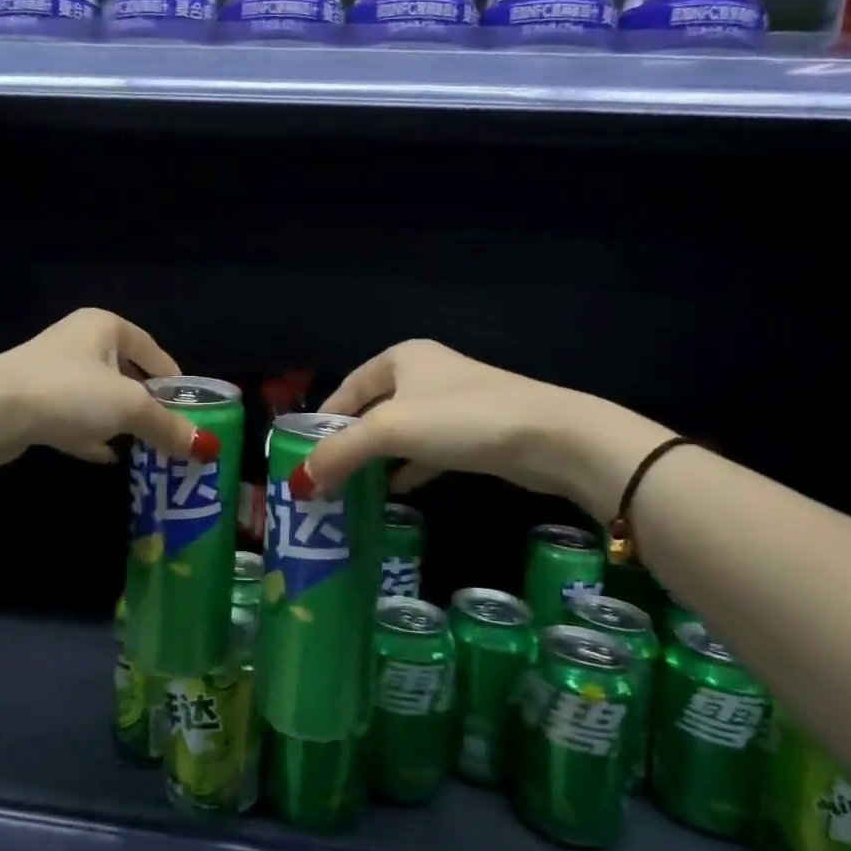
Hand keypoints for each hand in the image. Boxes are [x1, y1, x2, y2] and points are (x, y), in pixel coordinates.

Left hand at [0, 308, 212, 466]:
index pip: (152, 350)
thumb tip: (209, 448)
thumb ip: (168, 426)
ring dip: (120, 421)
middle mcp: (78, 342)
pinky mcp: (33, 402)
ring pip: (99, 397)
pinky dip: (92, 435)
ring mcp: (52, 372)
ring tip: (145, 446)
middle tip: (170, 431)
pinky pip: (74, 418)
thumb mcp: (129, 407)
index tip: (191, 407)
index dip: (174, 379)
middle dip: (148, 404)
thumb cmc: (69, 392)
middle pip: (126, 373)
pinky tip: (107, 457)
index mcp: (104, 326)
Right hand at [301, 340, 670, 517]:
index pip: (347, 388)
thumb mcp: (390, 429)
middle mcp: (424, 374)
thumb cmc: (461, 419)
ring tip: (350, 489)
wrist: (551, 437)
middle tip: (324, 477)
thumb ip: (341, 451)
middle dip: (348, 443)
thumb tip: (299, 482)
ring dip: (376, 459)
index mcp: (400, 358)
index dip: (323, 421)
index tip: (303, 454)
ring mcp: (451, 404)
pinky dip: (407, 468)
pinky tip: (393, 491)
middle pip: (371, 410)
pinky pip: (426, 450)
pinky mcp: (473, 433)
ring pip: (400, 432)